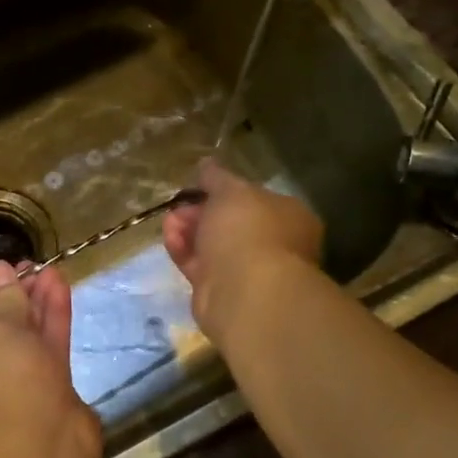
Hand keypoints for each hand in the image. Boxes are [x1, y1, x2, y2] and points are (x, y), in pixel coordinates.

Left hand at [0, 261, 100, 457]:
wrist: (44, 447)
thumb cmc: (7, 385)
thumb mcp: (0, 333)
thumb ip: (4, 299)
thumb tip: (0, 270)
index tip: (5, 267)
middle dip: (15, 294)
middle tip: (33, 265)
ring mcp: (20, 383)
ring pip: (28, 334)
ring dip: (38, 301)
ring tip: (51, 268)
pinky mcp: (51, 387)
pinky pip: (49, 346)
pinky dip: (54, 317)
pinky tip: (61, 286)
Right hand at [163, 157, 323, 341]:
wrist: (245, 292)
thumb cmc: (248, 231)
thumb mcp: (230, 191)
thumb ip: (216, 177)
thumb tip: (207, 164)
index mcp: (289, 217)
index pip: (255, 199)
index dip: (226, 191)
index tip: (200, 186)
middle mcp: (273, 245)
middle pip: (231, 223)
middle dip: (201, 211)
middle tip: (180, 205)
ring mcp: (248, 272)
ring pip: (213, 245)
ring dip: (189, 230)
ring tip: (168, 221)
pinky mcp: (222, 292)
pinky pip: (201, 266)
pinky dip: (184, 251)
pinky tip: (169, 238)